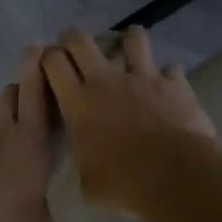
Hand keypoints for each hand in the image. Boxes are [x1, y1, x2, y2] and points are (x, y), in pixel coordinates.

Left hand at [0, 47, 57, 221]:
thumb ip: (44, 204)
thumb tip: (41, 204)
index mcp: (31, 142)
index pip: (37, 91)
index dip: (40, 68)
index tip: (44, 50)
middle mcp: (0, 133)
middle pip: (12, 93)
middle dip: (24, 90)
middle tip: (33, 102)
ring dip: (1, 131)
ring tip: (6, 163)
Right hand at [40, 25, 215, 217]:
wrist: (174, 176)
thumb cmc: (122, 183)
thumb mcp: (86, 183)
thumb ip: (82, 163)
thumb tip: (85, 164)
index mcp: (77, 103)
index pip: (52, 62)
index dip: (47, 57)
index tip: (49, 65)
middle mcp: (105, 81)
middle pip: (80, 39)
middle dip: (74, 39)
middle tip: (76, 50)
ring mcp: (142, 77)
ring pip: (132, 38)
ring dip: (128, 42)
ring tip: (129, 53)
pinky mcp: (174, 83)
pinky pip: (170, 68)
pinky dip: (167, 76)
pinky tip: (167, 87)